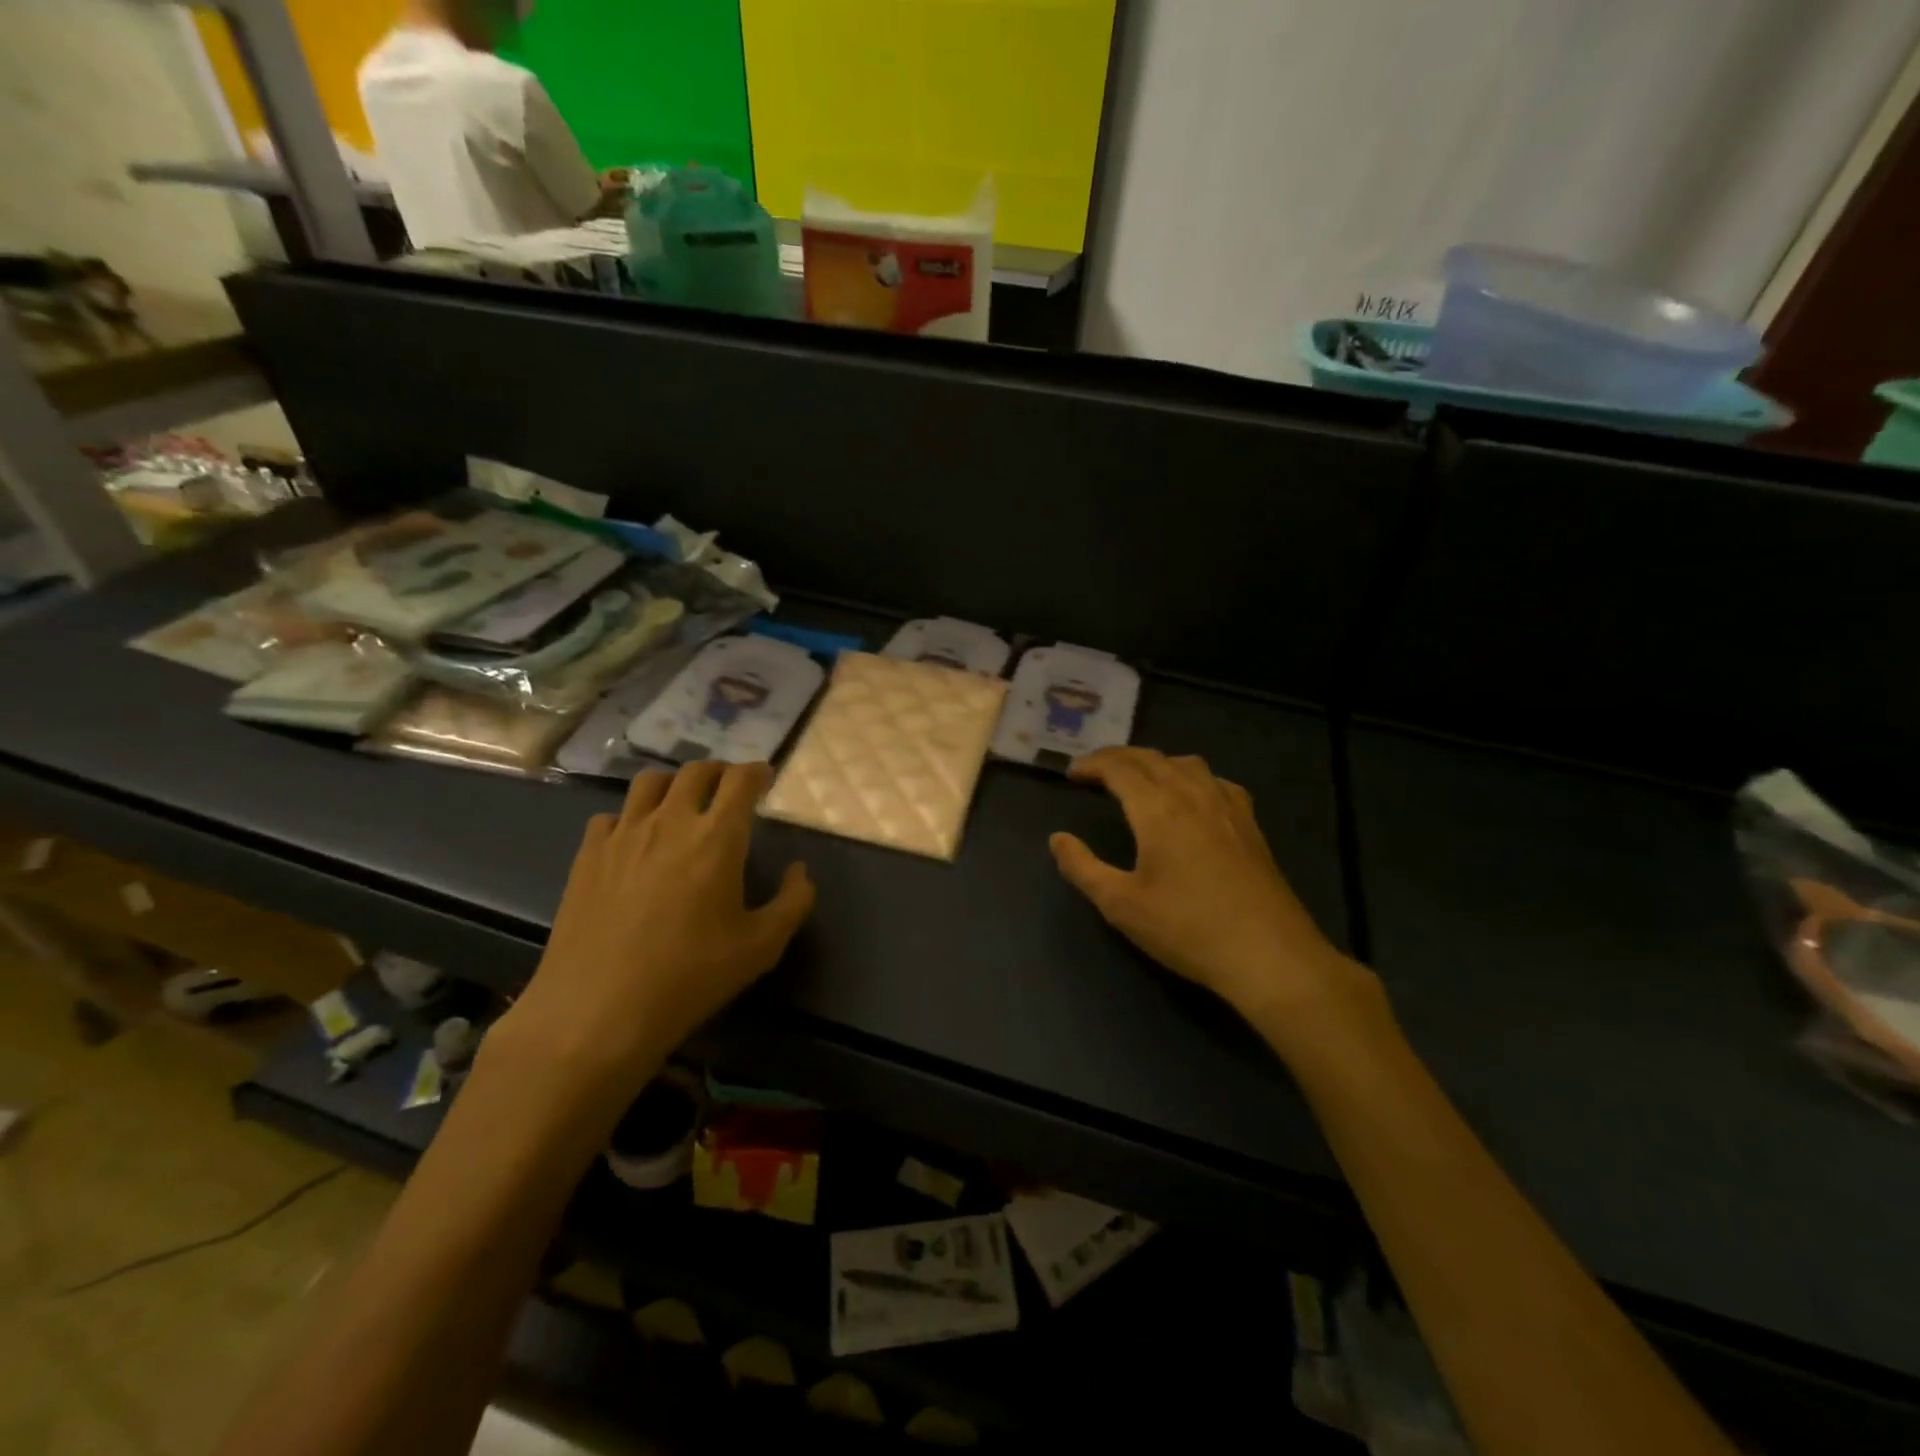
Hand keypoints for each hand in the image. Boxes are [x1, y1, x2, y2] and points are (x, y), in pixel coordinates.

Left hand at [498, 763, 813, 1106]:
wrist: (599, 1010)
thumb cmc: (690, 977)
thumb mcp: (762, 947)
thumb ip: (794, 902)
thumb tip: (800, 871)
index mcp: (717, 837)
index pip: (741, 780)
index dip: (757, 771)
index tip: (765, 777)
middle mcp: (670, 821)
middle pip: (696, 771)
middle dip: (719, 771)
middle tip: (729, 787)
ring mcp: (623, 835)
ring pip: (649, 783)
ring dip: (674, 783)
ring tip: (681, 802)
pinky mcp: (587, 855)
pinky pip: (611, 816)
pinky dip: (630, 817)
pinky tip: (634, 840)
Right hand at [1049, 748, 1384, 1047]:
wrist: (1268, 954)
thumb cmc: (1187, 928)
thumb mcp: (1121, 905)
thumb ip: (1082, 868)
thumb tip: (1057, 839)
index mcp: (1158, 808)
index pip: (1119, 768)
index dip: (1092, 764)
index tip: (1071, 774)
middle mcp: (1192, 794)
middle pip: (1150, 758)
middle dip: (1118, 757)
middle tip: (1094, 770)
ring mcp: (1226, 806)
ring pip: (1185, 763)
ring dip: (1154, 762)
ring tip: (1137, 778)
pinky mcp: (1249, 824)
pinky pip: (1215, 781)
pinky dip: (1190, 776)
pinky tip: (1192, 795)